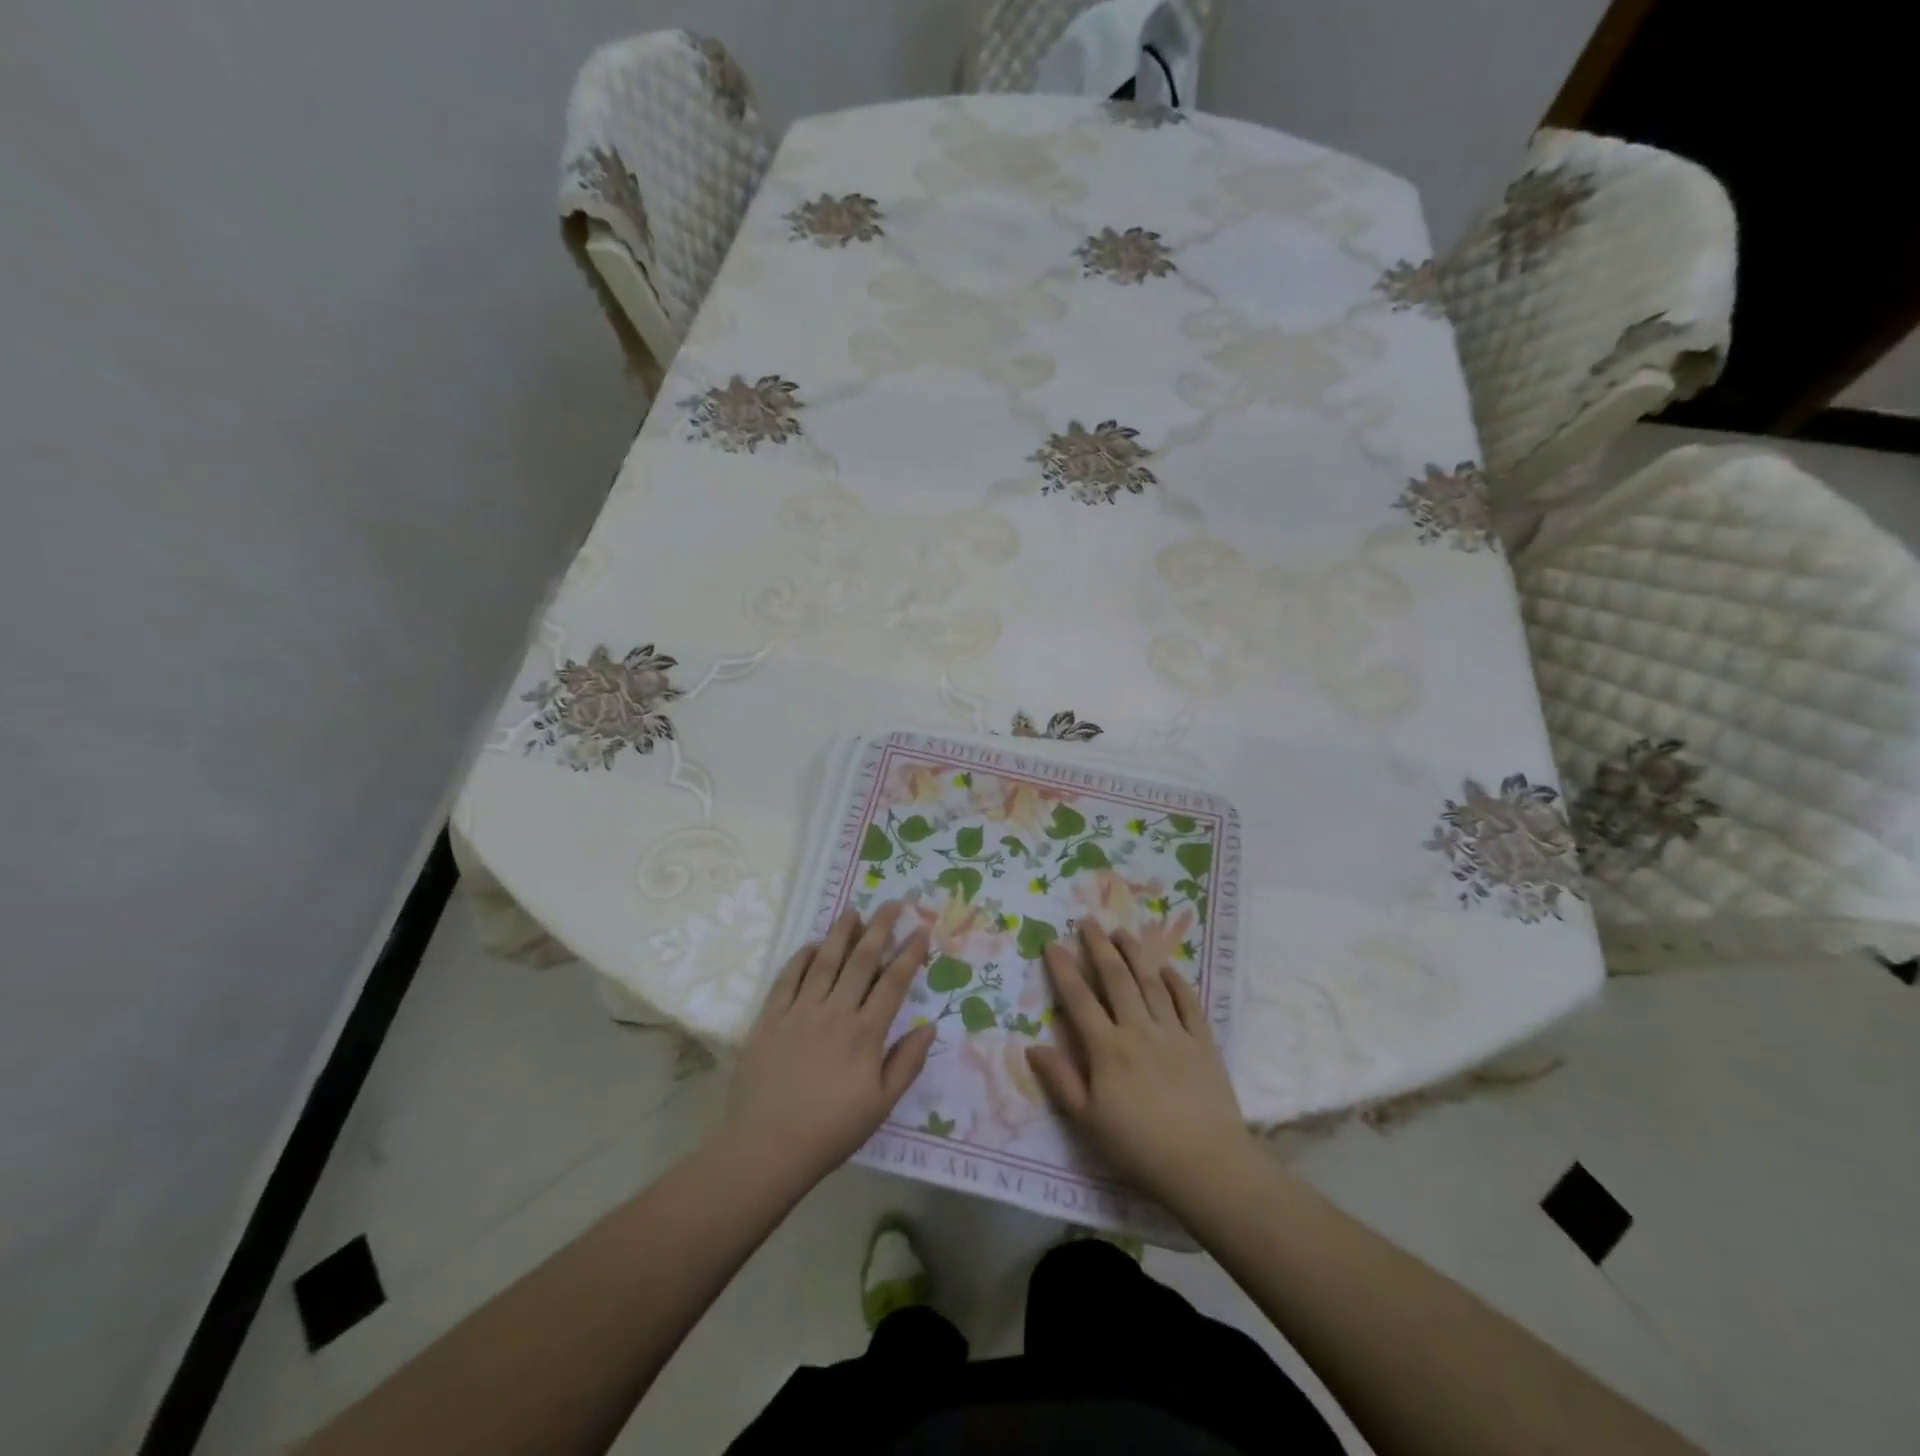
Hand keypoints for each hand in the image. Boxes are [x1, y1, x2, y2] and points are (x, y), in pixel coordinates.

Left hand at [719, 903, 935, 1191]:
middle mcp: (835, 1012)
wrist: (766, 1148)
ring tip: (854, 911)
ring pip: (825, 961)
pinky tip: (812, 945)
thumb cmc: (830, 1131)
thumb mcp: (880, 1106)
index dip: (909, 954)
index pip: (893, 983)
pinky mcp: (770, 1018)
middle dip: (880, 928)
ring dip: (841, 933)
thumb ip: (906, 1063)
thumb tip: (930, 1026)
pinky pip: (788, 978)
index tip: (921, 930)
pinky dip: (802, 958)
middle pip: (861, 960)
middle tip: (892, 903)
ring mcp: (800, 1011)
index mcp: (865, 1033)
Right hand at [1026, 920, 1251, 1204]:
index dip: (1064, 970)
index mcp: (1107, 1049)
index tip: (1052, 943)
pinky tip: (1166, 967)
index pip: (1080, 1000)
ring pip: (1150, 983)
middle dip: (1100, 947)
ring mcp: (1173, 1033)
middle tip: (1088, 920)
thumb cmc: (1139, 1148)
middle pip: (1116, 979)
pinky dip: (1176, 982)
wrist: (1207, 1165)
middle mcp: (1138, 1030)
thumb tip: (1032, 1046)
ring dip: (1135, 954)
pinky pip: (1188, 1003)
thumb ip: (1060, 1080)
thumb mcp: (1088, 1122)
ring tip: (1122, 932)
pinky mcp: (1202, 1043)